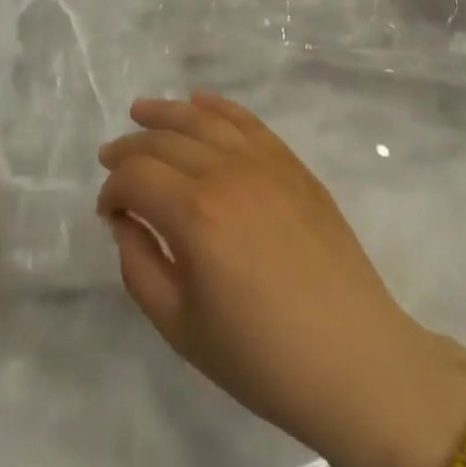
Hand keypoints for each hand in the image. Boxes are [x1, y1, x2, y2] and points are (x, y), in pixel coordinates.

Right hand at [98, 93, 463, 466]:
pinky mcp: (293, 167)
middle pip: (164, 141)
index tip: (109, 214)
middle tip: (110, 160)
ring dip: (166, 113)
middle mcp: (227, 173)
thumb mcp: (180, 327)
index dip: (112, 190)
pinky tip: (200, 103)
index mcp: (195, 214)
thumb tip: (126, 223)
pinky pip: (248, 122)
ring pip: (203, 120)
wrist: (356, 364)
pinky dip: (218, 107)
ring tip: (140, 112)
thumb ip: (138, 267)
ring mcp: (265, 164)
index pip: (135, 177)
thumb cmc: (262, 358)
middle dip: (129, 149)